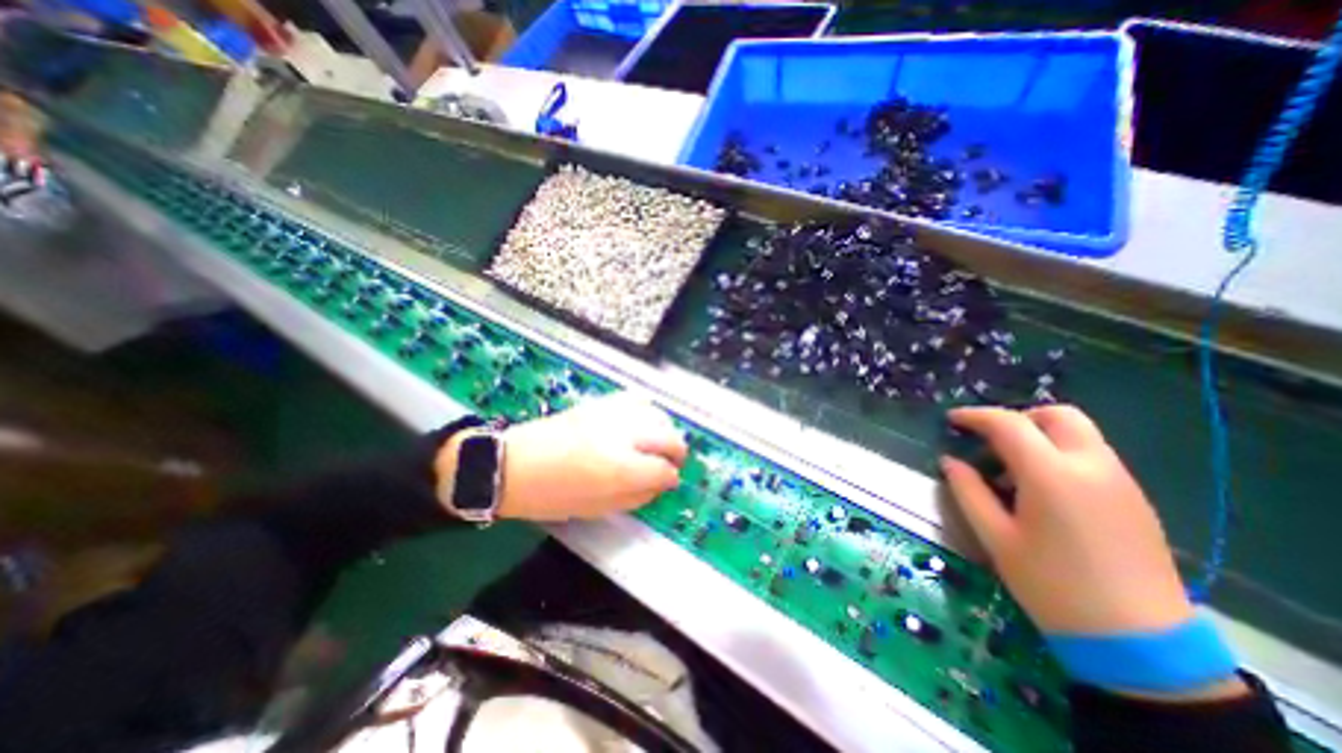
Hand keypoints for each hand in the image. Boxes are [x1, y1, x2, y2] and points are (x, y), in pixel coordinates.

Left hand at [442, 393, 684, 524]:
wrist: (514, 464)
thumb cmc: (552, 495)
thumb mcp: (597, 508)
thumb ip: (636, 497)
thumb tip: (662, 485)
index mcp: (620, 468)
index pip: (663, 470)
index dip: (670, 478)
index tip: (669, 481)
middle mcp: (623, 435)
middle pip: (669, 437)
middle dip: (677, 452)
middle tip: (671, 463)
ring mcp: (613, 414)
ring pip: (658, 415)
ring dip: (665, 430)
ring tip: (658, 443)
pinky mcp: (601, 402)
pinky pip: (637, 400)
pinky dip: (648, 411)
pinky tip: (643, 423)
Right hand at [937, 406, 1188, 635]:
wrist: (1140, 643)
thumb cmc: (1052, 585)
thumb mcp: (995, 537)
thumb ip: (968, 490)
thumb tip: (950, 461)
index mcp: (1052, 475)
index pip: (1009, 424)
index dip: (975, 416)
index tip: (952, 420)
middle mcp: (1092, 467)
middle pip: (1057, 415)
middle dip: (1018, 417)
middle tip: (990, 440)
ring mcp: (1120, 481)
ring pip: (1078, 433)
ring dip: (1039, 436)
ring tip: (1011, 470)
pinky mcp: (1134, 498)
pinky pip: (1091, 455)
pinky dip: (1060, 454)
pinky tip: (1041, 489)